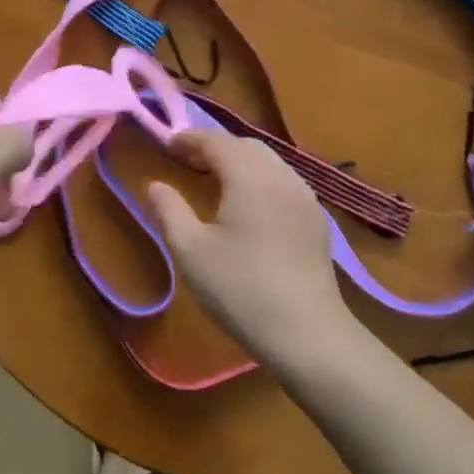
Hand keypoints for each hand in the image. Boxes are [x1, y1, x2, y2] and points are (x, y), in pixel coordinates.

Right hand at [146, 131, 352, 367]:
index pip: (216, 141)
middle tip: (188, 162)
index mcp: (249, 177)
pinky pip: (285, 183)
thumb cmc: (240, 289)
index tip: (167, 146)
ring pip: (270, 163)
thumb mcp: (190, 251)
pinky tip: (250, 206)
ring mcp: (305, 198)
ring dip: (240, 162)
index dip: (189, 139)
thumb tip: (155, 185)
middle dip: (215, 147)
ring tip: (216, 181)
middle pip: (246, 146)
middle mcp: (282, 177)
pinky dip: (261, 180)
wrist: (307, 334)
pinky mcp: (317, 221)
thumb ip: (169, 211)